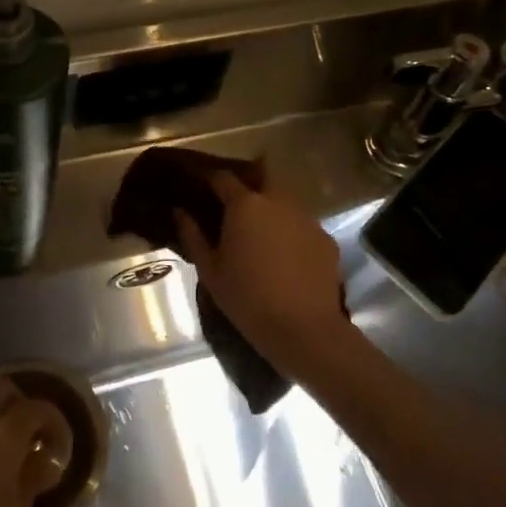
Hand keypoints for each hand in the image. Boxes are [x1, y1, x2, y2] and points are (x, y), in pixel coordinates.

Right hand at [174, 171, 355, 383]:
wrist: (303, 329)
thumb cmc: (246, 298)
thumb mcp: (209, 270)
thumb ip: (192, 235)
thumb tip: (180, 211)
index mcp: (245, 205)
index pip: (224, 177)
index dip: (211, 179)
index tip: (202, 185)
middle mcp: (278, 201)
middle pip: (263, 177)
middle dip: (249, 183)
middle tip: (236, 204)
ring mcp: (306, 218)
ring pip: (286, 200)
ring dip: (272, 207)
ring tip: (262, 231)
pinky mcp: (326, 238)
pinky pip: (303, 225)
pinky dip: (292, 231)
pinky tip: (286, 255)